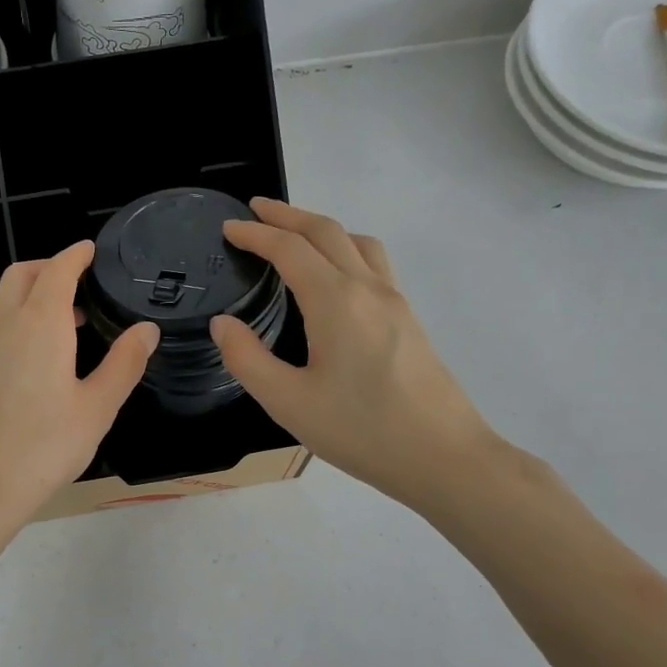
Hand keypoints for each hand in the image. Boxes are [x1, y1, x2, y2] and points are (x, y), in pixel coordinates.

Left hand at [0, 240, 157, 537]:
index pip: (57, 270)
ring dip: (30, 300)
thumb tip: (146, 328)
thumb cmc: (44, 447)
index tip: (90, 250)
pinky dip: (14, 328)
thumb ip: (124, 363)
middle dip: (48, 268)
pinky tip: (32, 366)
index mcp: (39, 325)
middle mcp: (2, 326)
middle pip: (20, 275)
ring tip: (64, 329)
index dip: (75, 255)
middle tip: (77, 285)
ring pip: (2, 305)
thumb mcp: (97, 408)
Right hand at [210, 198, 504, 514]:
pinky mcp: (409, 319)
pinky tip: (336, 276)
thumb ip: (247, 359)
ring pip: (357, 241)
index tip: (229, 228)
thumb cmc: (361, 431)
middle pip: (326, 230)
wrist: (443, 456)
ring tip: (295, 235)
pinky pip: (374, 262)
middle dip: (288, 215)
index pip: (289, 249)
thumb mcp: (288, 402)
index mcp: (335, 301)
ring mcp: (395, 301)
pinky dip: (346, 248)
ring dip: (321, 227)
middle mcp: (368, 288)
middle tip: (256, 210)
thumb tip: (224, 324)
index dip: (256, 234)